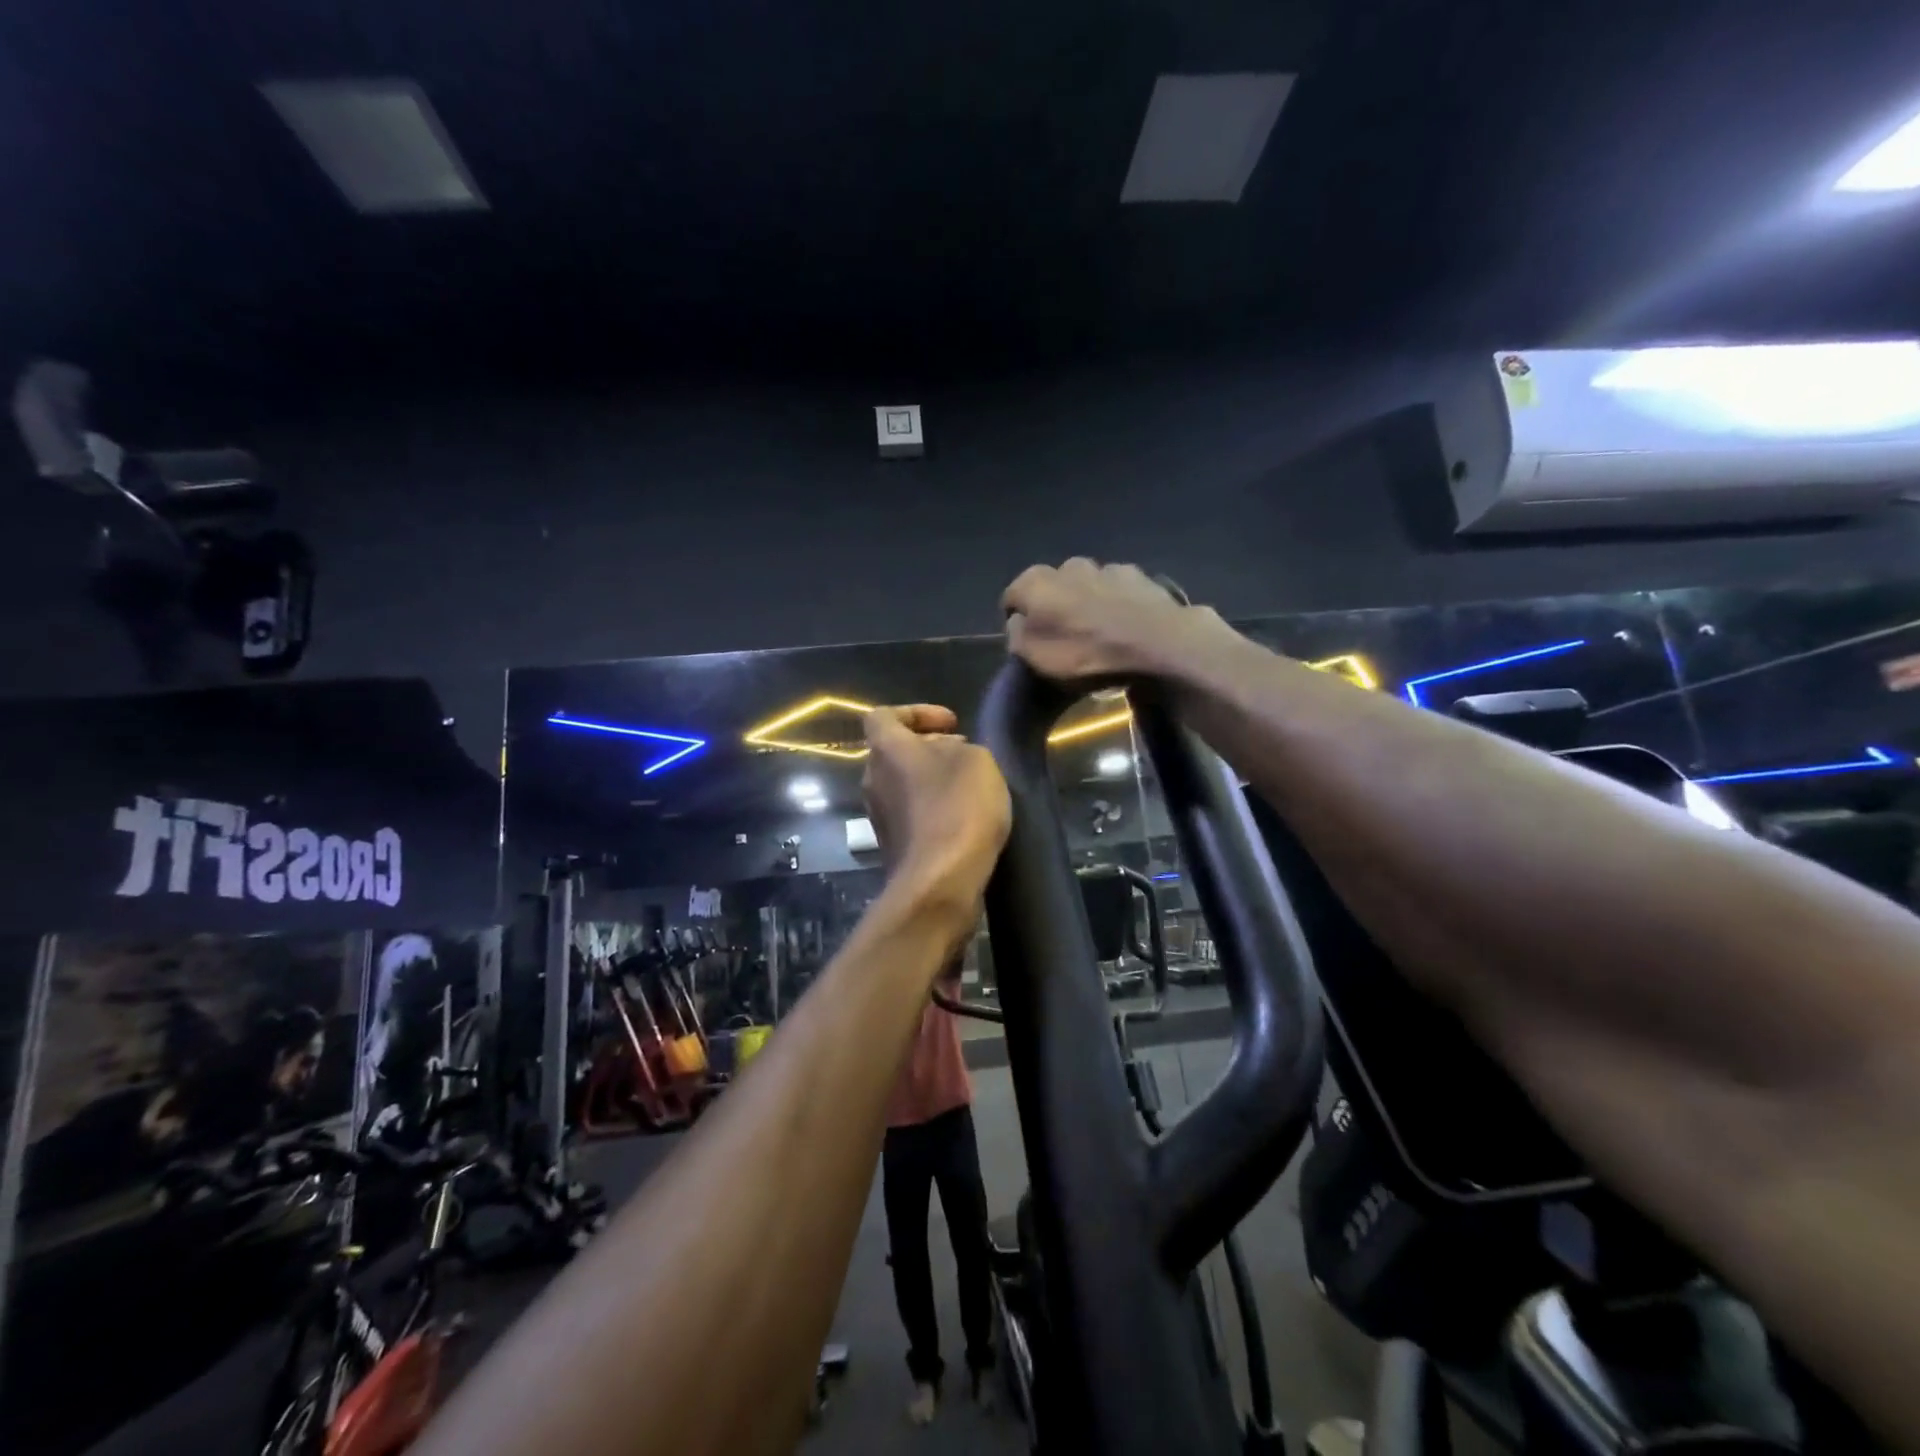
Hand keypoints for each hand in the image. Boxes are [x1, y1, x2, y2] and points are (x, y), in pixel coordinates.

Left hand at [861, 706, 1010, 895]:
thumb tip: (947, 754)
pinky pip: (909, 815)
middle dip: (928, 747)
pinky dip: (931, 809)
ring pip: (901, 785)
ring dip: (930, 780)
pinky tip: (961, 819)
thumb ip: (959, 747)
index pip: (883, 715)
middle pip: (894, 752)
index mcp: (886, 750)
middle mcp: (872, 779)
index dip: (916, 712)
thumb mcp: (977, 760)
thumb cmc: (958, 808)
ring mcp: (878, 816)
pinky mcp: (891, 846)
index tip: (951, 723)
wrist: (940, 881)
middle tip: (963, 752)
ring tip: (966, 786)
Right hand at [1002, 558, 1230, 681]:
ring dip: (1088, 602)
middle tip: (1065, 638)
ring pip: (1087, 585)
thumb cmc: (1087, 654)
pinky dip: (1117, 603)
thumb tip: (1018, 623)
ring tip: (1099, 633)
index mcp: (1036, 582)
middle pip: (1052, 587)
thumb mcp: (1036, 658)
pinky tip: (1126, 626)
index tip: (1028, 643)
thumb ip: (1018, 637)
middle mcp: (1068, 565)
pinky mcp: (1140, 577)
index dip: (1017, 621)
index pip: (1013, 597)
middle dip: (1054, 607)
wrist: (1159, 645)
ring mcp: (1107, 568)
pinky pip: (1118, 590)